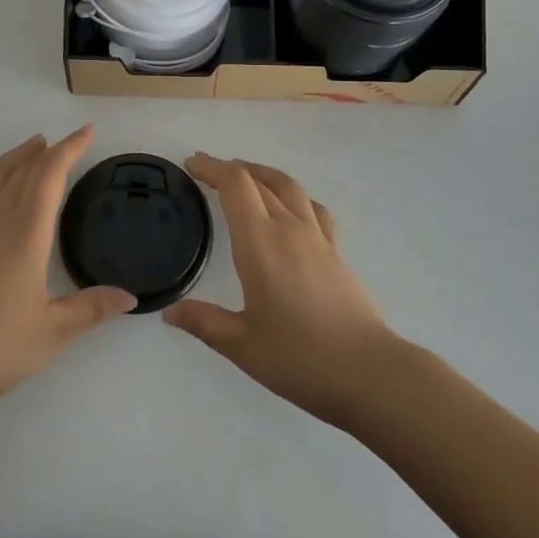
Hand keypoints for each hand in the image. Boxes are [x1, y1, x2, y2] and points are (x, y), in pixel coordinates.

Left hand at [0, 127, 134, 423]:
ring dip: (14, 157)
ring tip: (32, 144)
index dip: (70, 149)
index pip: (51, 176)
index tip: (88, 132)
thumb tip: (131, 296)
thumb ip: (93, 308)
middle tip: (67, 142)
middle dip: (48, 152)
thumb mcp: (54, 332)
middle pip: (24, 171)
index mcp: (27, 234)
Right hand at [164, 153, 392, 425]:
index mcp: (260, 243)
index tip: (193, 164)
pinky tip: (291, 209)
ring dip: (263, 174)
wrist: (369, 373)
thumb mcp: (242, 346)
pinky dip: (294, 196)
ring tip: (247, 177)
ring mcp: (317, 238)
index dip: (212, 168)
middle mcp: (288, 228)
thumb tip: (169, 312)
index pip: (235, 185)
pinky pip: (313, 208)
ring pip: (288, 186)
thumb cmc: (300, 358)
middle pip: (258, 180)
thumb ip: (204, 323)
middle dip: (230, 169)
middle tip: (208, 172)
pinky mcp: (336, 252)